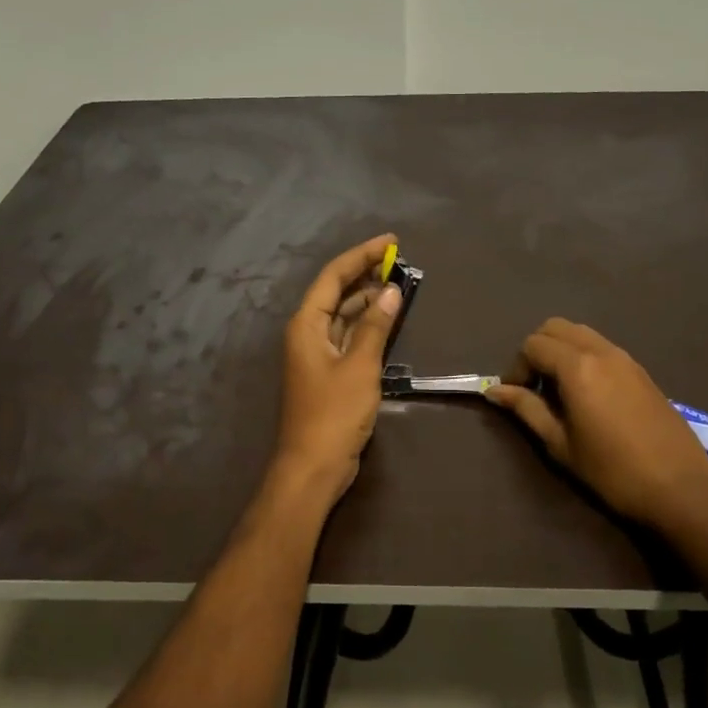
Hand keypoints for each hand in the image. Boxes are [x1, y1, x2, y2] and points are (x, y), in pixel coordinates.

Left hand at [272, 233, 404, 507]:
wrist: (314, 466)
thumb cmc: (334, 413)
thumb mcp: (359, 366)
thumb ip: (374, 326)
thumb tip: (391, 291)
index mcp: (307, 324)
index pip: (333, 276)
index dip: (361, 255)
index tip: (391, 241)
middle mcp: (308, 332)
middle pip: (337, 292)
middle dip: (366, 274)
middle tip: (400, 261)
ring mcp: (318, 353)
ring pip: (344, 314)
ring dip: (369, 299)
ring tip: (400, 284)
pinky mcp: (330, 372)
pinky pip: (349, 335)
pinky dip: (368, 324)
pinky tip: (389, 319)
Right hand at [485, 318, 707, 529]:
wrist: (680, 488)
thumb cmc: (612, 471)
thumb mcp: (560, 444)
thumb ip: (527, 410)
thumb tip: (495, 391)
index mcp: (577, 367)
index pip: (533, 345)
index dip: (517, 367)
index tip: (517, 396)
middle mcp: (601, 351)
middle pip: (556, 327)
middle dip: (537, 350)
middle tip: (534, 386)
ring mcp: (625, 358)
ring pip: (581, 333)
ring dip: (561, 351)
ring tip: (559, 390)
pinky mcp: (641, 371)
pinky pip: (602, 347)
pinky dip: (584, 357)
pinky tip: (588, 395)